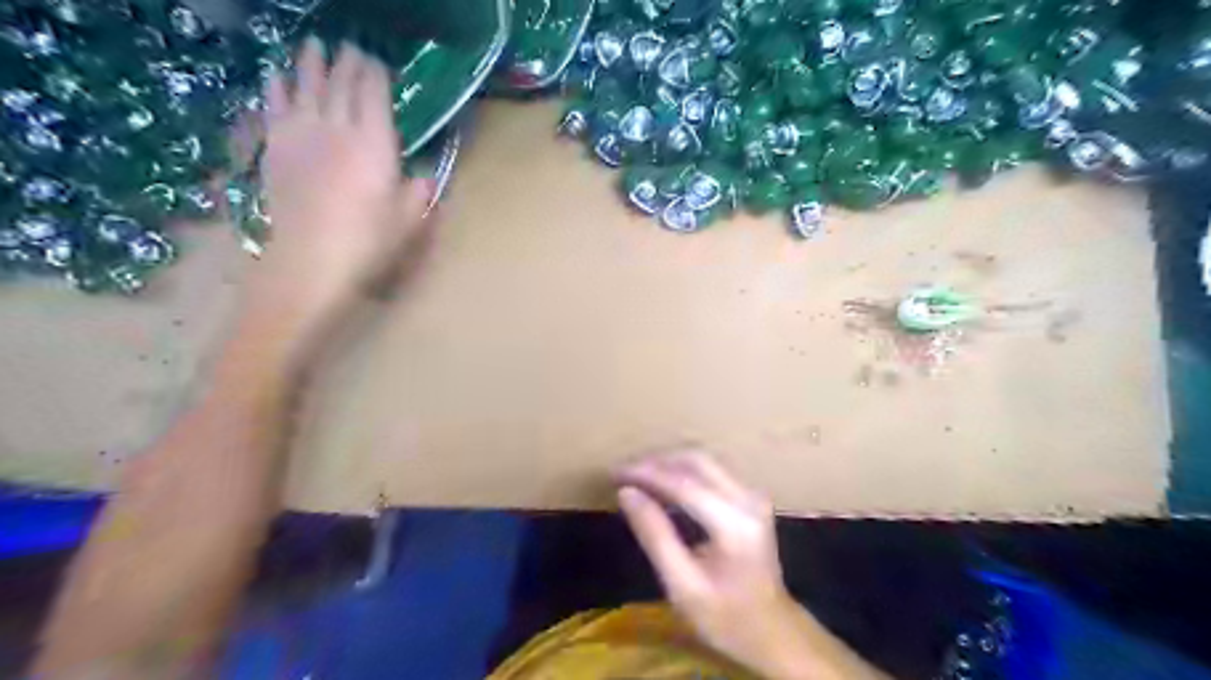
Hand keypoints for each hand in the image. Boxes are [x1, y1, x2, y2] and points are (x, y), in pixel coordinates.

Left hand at [245, 40, 435, 349]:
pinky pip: (274, 106)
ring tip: (313, 46)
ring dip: (310, 63)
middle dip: (345, 61)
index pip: (373, 92)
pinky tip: (276, 76)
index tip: (376, 61)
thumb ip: (418, 192)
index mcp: (374, 143)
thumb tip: (426, 177)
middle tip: (349, 47)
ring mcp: (301, 134)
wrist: (310, 259)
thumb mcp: (408, 220)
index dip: (374, 72)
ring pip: (305, 85)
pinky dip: (276, 87)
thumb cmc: (368, 242)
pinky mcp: (276, 147)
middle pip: (340, 83)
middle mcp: (337, 127)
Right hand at [616, 452, 796, 668]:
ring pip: (704, 462)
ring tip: (636, 477)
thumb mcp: (681, 585)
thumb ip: (654, 535)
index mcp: (734, 523)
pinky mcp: (750, 497)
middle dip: (656, 463)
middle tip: (623, 473)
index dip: (647, 474)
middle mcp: (748, 499)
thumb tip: (626, 493)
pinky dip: (682, 473)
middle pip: (696, 461)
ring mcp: (753, 495)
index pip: (684, 483)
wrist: (773, 632)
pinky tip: (661, 486)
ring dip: (668, 465)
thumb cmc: (725, 617)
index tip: (615, 473)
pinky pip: (711, 472)